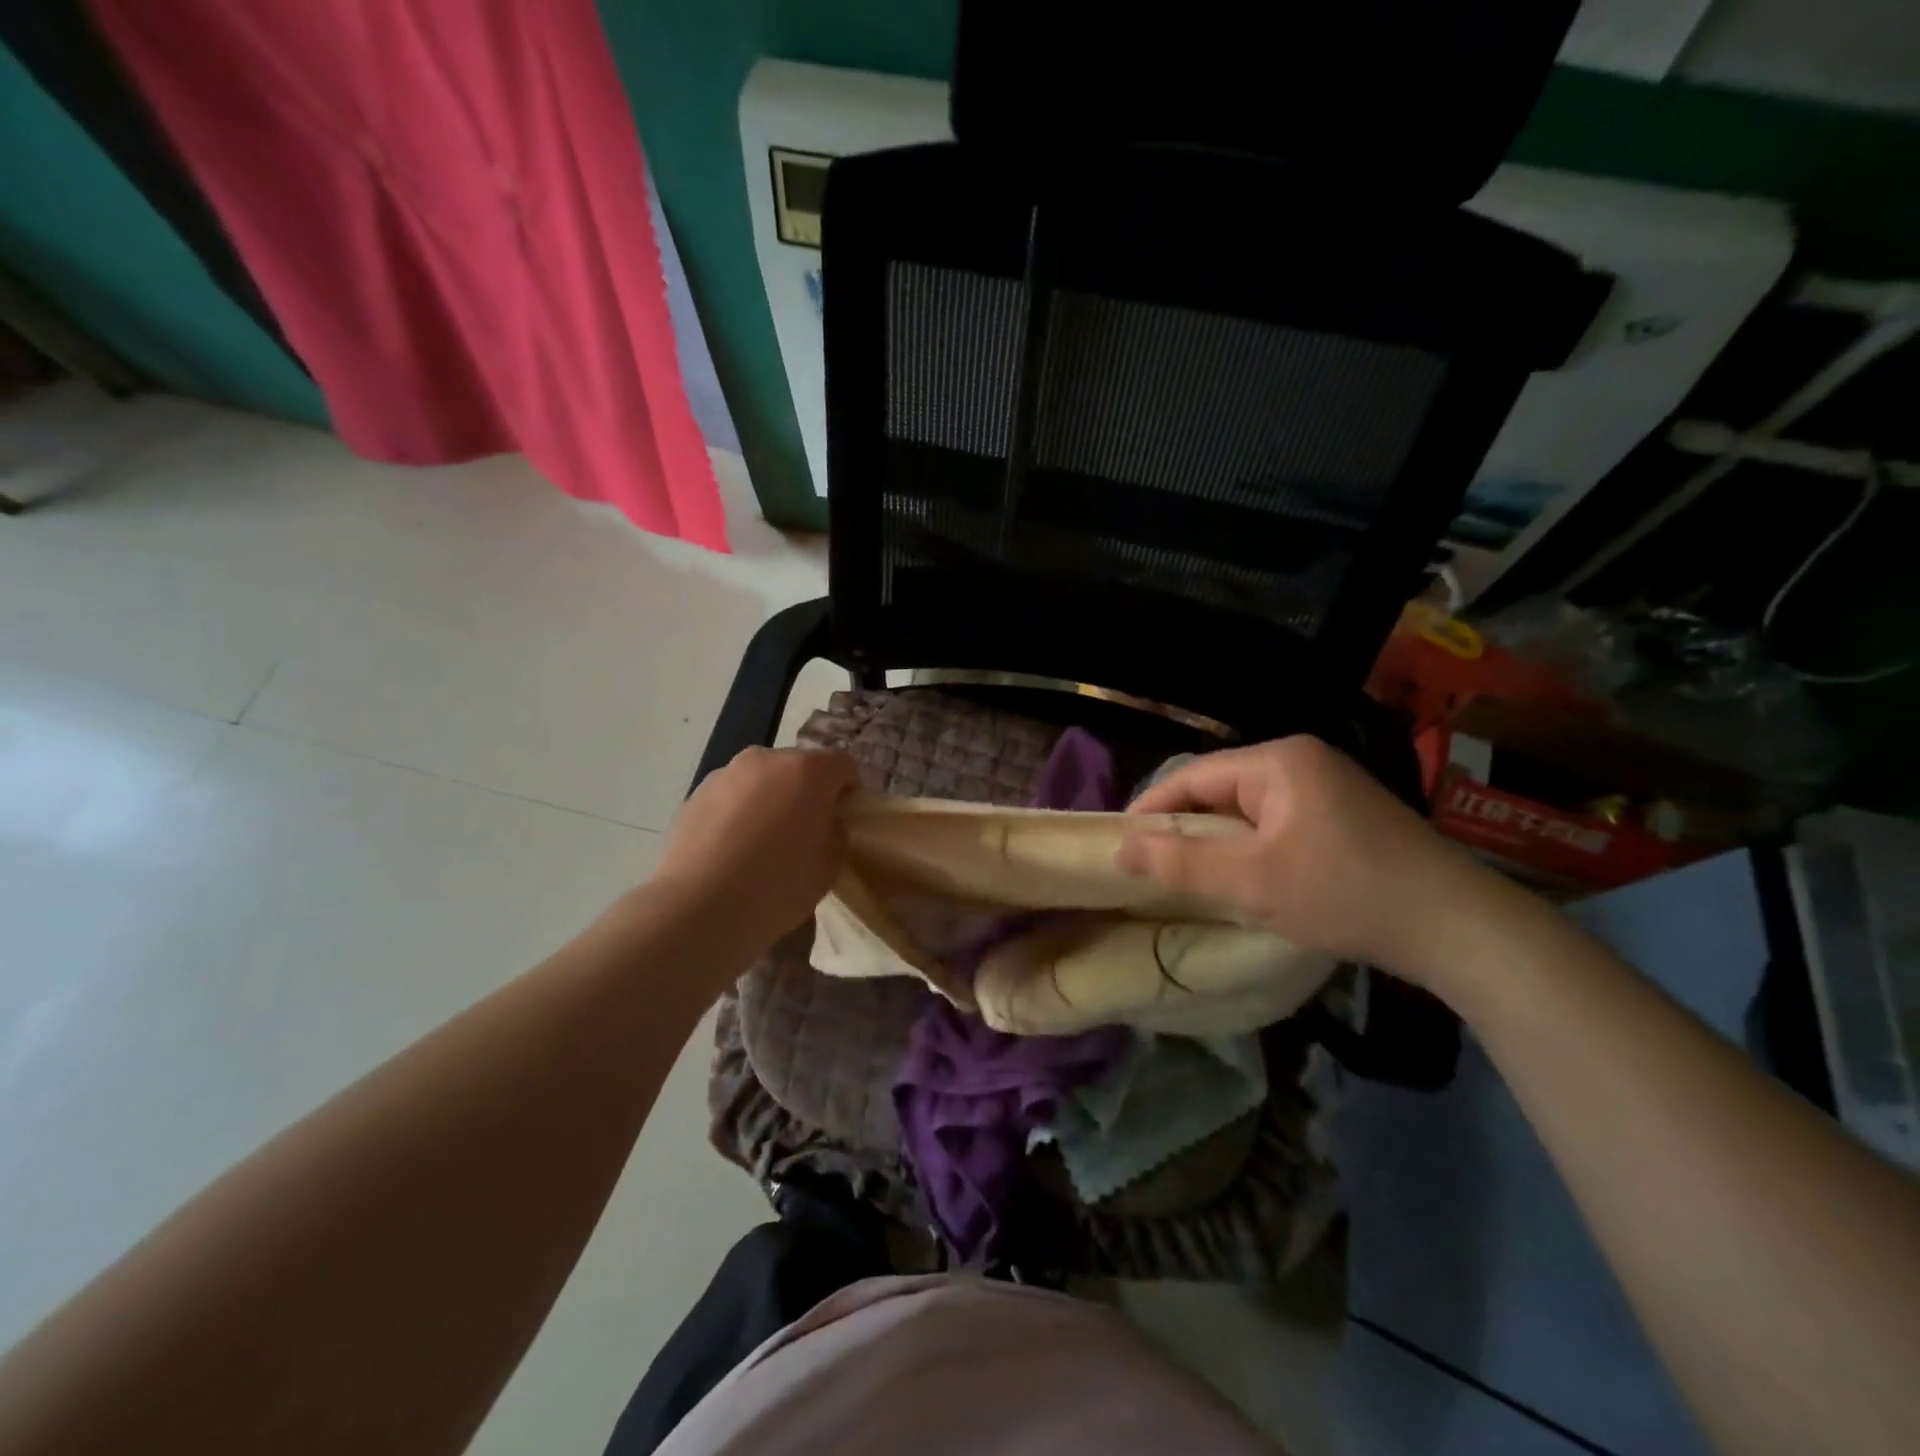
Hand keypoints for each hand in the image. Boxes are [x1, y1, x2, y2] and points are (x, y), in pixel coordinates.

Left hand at [651, 747, 860, 954]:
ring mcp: (726, 774)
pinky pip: (731, 798)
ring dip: (771, 800)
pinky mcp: (695, 795)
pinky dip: (739, 814)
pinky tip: (734, 851)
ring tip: (764, 843)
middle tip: (806, 831)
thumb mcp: (831, 863)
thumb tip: (823, 821)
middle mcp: (766, 759)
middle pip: (798, 767)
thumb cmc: (779, 884)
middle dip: (807, 792)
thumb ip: (836, 830)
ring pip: (761, 780)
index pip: (843, 765)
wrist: (700, 907)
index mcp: (808, 770)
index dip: (850, 790)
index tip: (845, 818)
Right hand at [1119, 736, 1501, 985]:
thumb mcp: (1253, 883)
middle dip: (1184, 827)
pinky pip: (1276, 822)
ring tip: (1188, 876)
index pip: (1192, 776)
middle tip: (1151, 867)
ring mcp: (1328, 785)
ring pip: (1248, 809)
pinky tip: (1243, 876)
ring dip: (1217, 840)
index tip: (1120, 844)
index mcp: (1278, 761)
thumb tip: (1121, 848)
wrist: (1459, 928)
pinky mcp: (1345, 814)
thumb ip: (1181, 864)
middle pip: (1220, 789)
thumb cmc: (1347, 894)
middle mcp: (1302, 760)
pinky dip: (1251, 846)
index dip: (1151, 809)